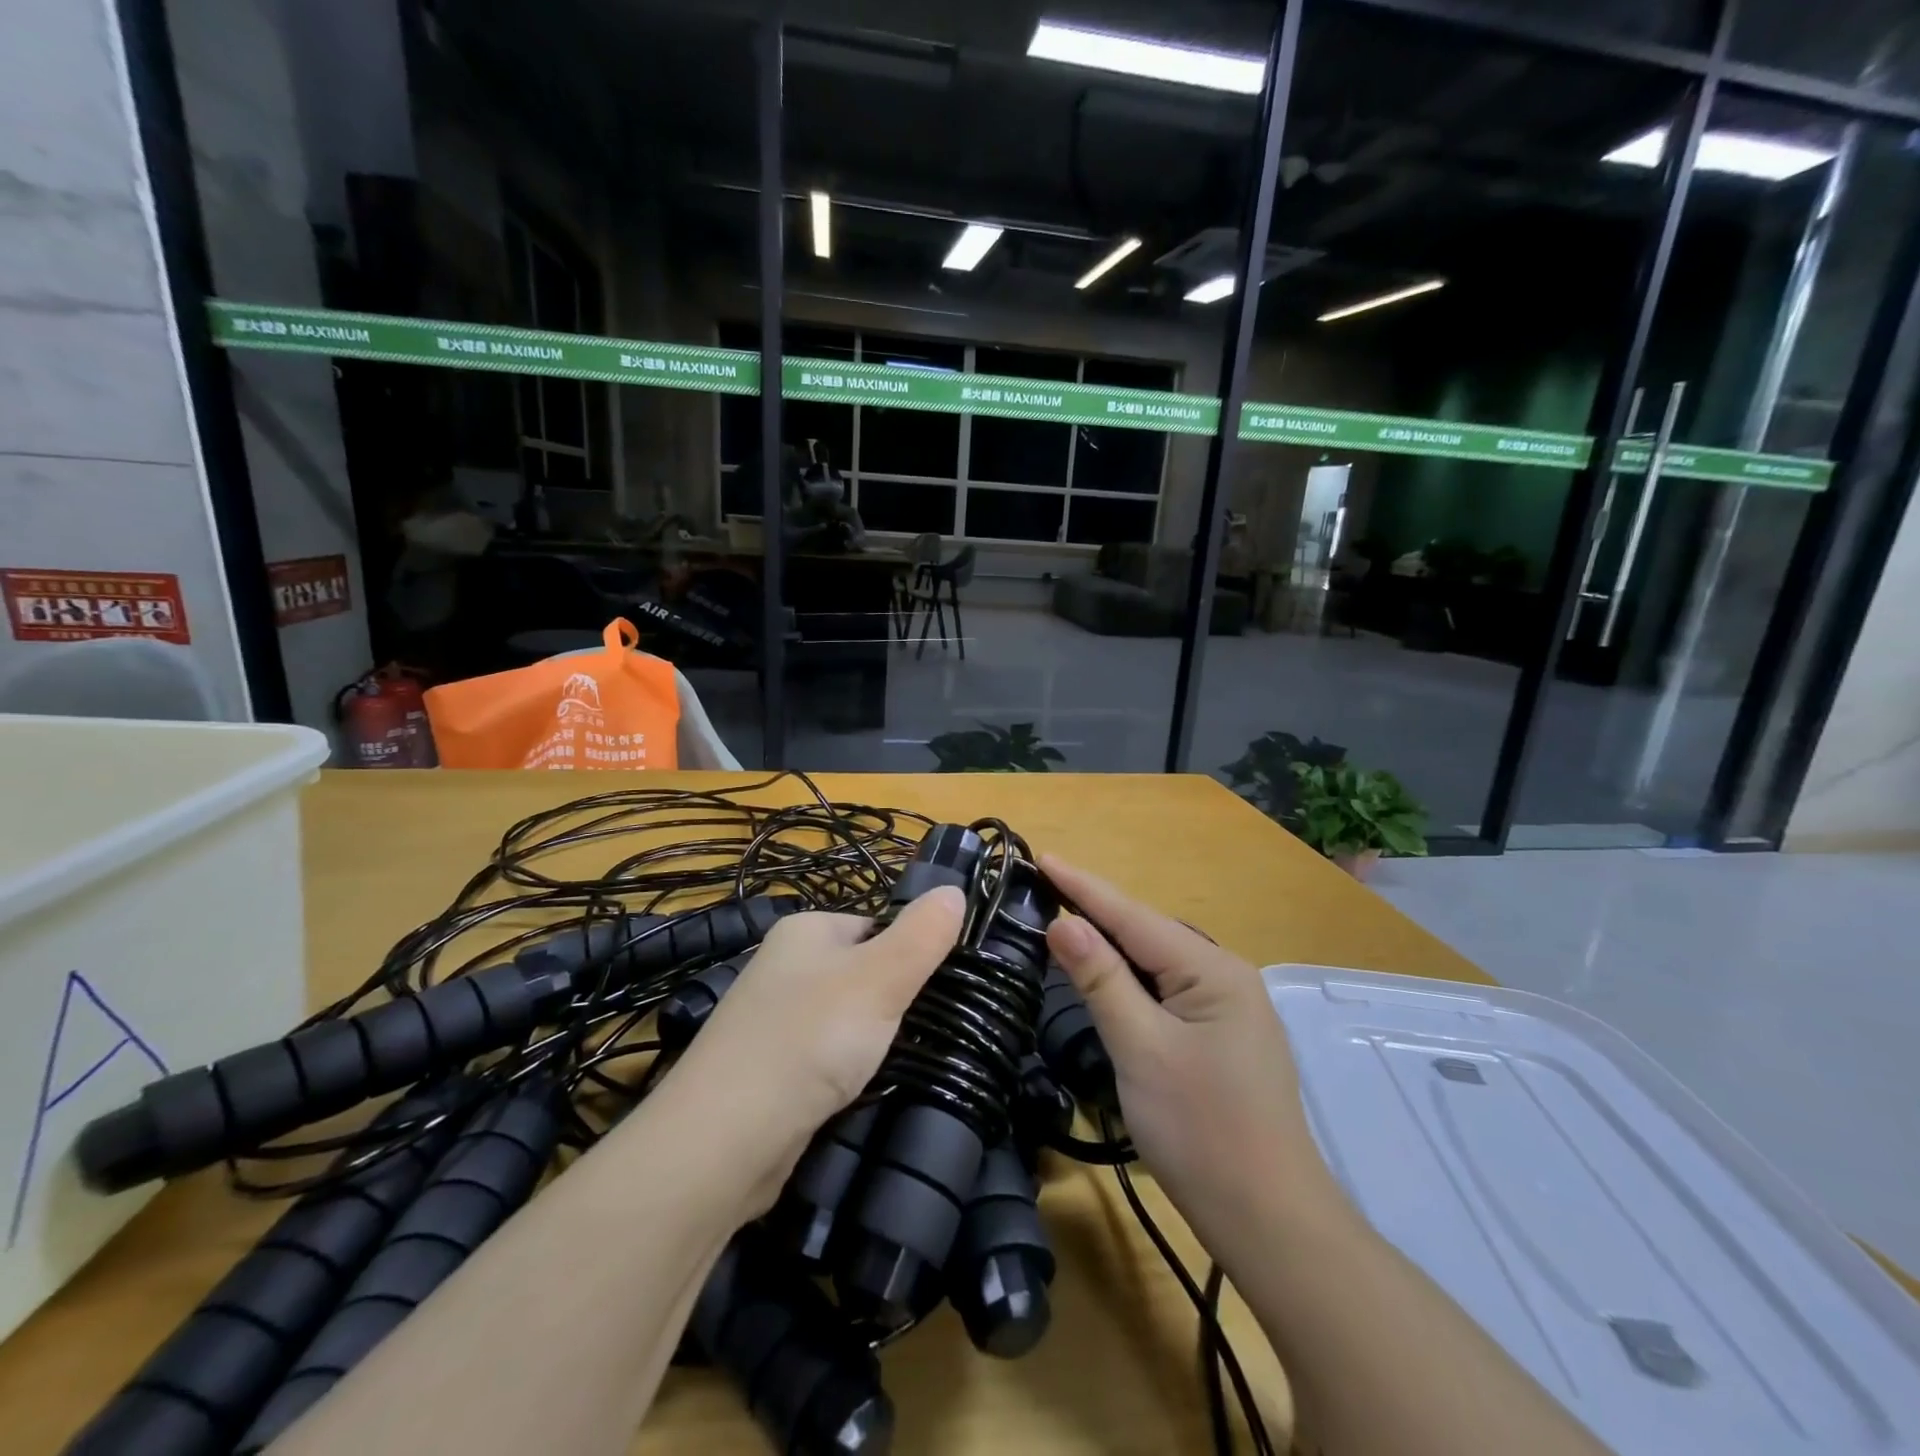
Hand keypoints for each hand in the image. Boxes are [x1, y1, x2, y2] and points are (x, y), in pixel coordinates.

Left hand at [661, 887, 965, 1208]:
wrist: (723, 1142)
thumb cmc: (809, 1039)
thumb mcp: (880, 978)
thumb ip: (922, 934)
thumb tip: (955, 890)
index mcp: (805, 930)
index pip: (875, 925)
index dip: (911, 953)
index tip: (942, 989)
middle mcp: (784, 966)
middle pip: (861, 973)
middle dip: (893, 1002)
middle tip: (929, 1030)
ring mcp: (772, 1020)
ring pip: (845, 1020)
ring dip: (872, 1041)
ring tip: (902, 1064)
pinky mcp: (769, 1071)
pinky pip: (824, 1059)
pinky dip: (846, 1072)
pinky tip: (863, 1092)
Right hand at [1040, 855, 1341, 1254]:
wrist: (1269, 1222)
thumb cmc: (1201, 1132)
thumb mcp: (1141, 1049)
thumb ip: (1101, 980)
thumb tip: (1061, 922)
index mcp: (1213, 971)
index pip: (1133, 917)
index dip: (1082, 886)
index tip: (1041, 855)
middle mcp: (1225, 976)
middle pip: (1146, 933)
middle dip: (1094, 909)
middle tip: (1041, 885)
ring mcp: (1226, 1008)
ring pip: (1155, 962)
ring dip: (1109, 943)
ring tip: (1062, 916)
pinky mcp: (1218, 1036)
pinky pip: (1165, 989)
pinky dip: (1128, 977)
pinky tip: (1104, 972)